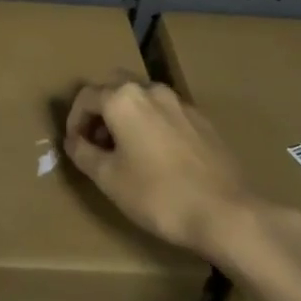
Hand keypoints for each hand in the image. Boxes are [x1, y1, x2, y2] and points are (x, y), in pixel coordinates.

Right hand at [64, 77, 262, 259]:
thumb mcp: (108, 178)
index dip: (74, 120)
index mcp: (123, 99)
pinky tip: (157, 156)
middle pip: (114, 87)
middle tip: (97, 141)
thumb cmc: (158, 194)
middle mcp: (151, 90)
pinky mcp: (202, 120)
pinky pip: (165, 113)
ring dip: (127, 115)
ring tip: (126, 150)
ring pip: (142, 98)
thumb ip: (83, 153)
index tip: (75, 145)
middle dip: (100, 110)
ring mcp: (180, 103)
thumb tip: (74, 141)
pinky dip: (152, 124)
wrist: (226, 212)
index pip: (86, 96)